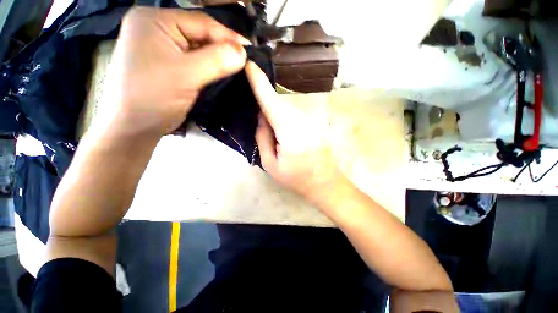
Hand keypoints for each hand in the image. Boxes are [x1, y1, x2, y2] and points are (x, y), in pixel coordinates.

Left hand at [99, 7, 250, 138]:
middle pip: (200, 34)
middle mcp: (157, 28)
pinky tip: (223, 73)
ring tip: (238, 68)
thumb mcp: (186, 75)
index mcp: (155, 21)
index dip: (228, 37)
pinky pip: (195, 61)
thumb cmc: (153, 97)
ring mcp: (162, 46)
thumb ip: (216, 60)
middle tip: (246, 62)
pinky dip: (210, 67)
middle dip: (224, 49)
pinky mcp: (168, 63)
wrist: (135, 126)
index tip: (250, 51)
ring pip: (199, 49)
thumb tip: (243, 52)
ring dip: (219, 59)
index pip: (201, 23)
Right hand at [246, 61, 348, 205]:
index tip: (249, 64)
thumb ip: (262, 137)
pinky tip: (283, 120)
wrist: (325, 182)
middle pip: (279, 99)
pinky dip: (287, 109)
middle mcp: (302, 119)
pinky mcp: (318, 121)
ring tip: (270, 118)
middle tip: (256, 105)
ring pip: (289, 103)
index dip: (259, 81)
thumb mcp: (270, 163)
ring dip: (276, 103)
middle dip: (265, 96)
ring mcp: (313, 118)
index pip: (270, 101)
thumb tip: (262, 116)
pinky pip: (297, 109)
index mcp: (288, 131)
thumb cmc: (296, 177)